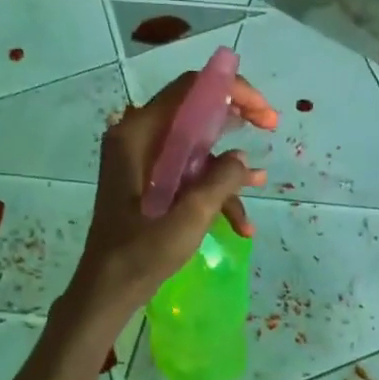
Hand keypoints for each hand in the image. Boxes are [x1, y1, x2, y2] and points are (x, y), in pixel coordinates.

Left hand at [64, 70, 276, 324]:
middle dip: (236, 122)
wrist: (107, 290)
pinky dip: (212, 193)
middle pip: (195, 113)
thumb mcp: (188, 218)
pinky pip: (187, 175)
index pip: (190, 90)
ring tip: (259, 187)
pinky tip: (240, 224)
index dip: (233, 91)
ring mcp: (142, 162)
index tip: (264, 113)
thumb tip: (242, 161)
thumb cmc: (140, 254)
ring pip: (195, 148)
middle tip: (271, 129)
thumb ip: (219, 182)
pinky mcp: (148, 184)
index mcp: (138, 135)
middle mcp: (137, 138)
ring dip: (227, 170)